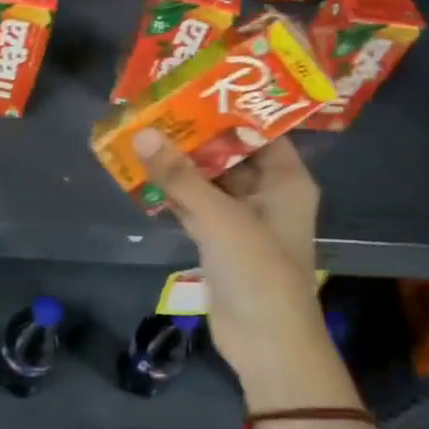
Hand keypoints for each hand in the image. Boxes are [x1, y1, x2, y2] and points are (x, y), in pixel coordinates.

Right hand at [133, 130, 335, 399]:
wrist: (267, 343)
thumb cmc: (258, 271)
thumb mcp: (219, 218)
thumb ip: (180, 177)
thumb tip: (143, 133)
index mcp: (286, 180)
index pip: (260, 130)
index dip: (229, 107)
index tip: (191, 85)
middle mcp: (267, 193)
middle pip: (229, 153)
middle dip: (194, 134)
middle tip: (155, 106)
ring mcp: (242, 218)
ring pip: (208, 180)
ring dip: (179, 164)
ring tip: (142, 132)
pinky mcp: (219, 241)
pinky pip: (195, 206)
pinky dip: (173, 193)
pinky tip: (143, 174)